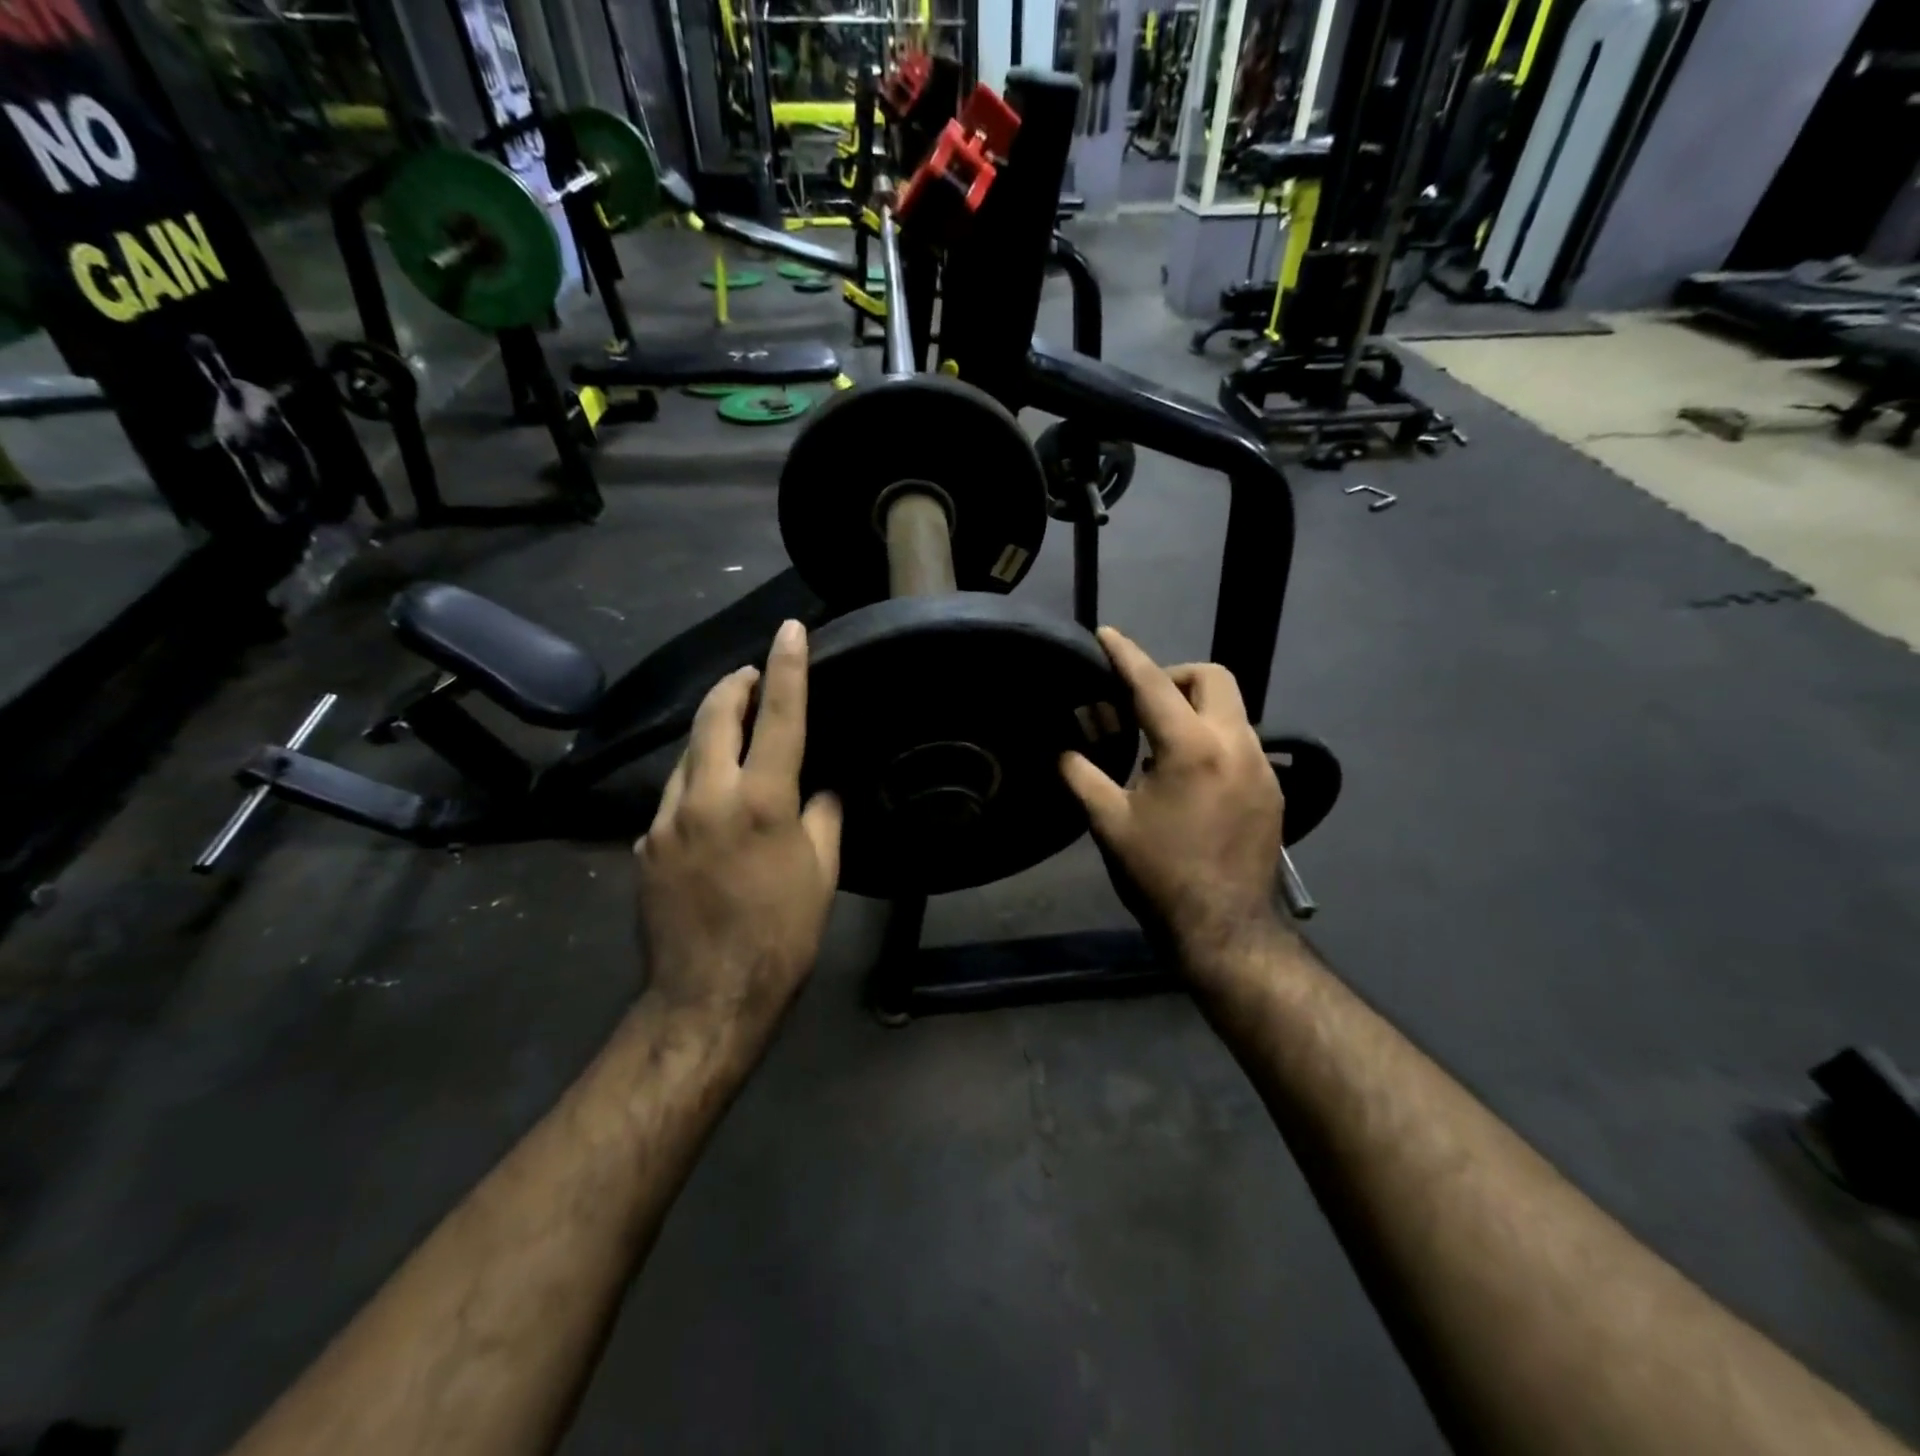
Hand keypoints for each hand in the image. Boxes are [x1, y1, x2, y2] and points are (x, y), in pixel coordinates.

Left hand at [636, 619, 842, 1041]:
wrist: (708, 997)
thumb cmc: (782, 935)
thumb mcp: (822, 873)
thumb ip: (823, 816)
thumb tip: (821, 788)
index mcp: (761, 801)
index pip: (780, 717)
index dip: (787, 667)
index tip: (789, 630)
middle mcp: (706, 797)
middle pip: (714, 718)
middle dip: (733, 686)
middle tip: (750, 675)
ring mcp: (666, 820)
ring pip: (687, 755)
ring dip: (711, 736)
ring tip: (734, 738)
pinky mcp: (645, 845)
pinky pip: (674, 798)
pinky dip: (696, 785)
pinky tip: (711, 806)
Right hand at [1060, 628, 1286, 976]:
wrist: (1224, 929)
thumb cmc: (1159, 875)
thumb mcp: (1108, 824)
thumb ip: (1082, 775)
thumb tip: (1064, 749)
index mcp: (1190, 748)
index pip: (1153, 684)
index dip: (1126, 654)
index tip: (1107, 634)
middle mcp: (1235, 745)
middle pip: (1213, 678)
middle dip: (1175, 676)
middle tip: (1142, 703)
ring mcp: (1262, 767)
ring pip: (1232, 710)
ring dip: (1195, 710)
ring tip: (1160, 745)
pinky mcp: (1273, 791)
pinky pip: (1242, 744)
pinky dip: (1213, 740)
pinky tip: (1190, 777)